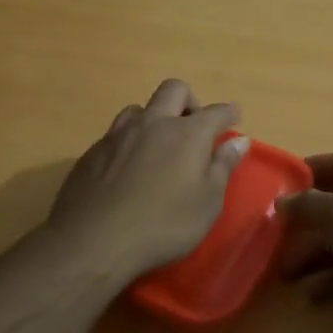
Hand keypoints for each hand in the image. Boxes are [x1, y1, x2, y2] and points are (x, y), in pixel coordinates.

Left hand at [46, 79, 249, 287]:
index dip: (228, 113)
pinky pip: (116, 133)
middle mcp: (153, 123)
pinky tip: (128, 169)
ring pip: (140, 108)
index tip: (234, 118)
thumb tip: (240, 141)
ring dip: (155, 118)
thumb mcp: (207, 203)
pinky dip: (130, 142)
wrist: (93, 242)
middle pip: (174, 90)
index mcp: (187, 134)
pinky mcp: (92, 151)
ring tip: (158, 146)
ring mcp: (118, 135)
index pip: (216, 112)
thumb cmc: (163, 225)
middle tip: (195, 128)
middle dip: (190, 101)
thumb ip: (223, 167)